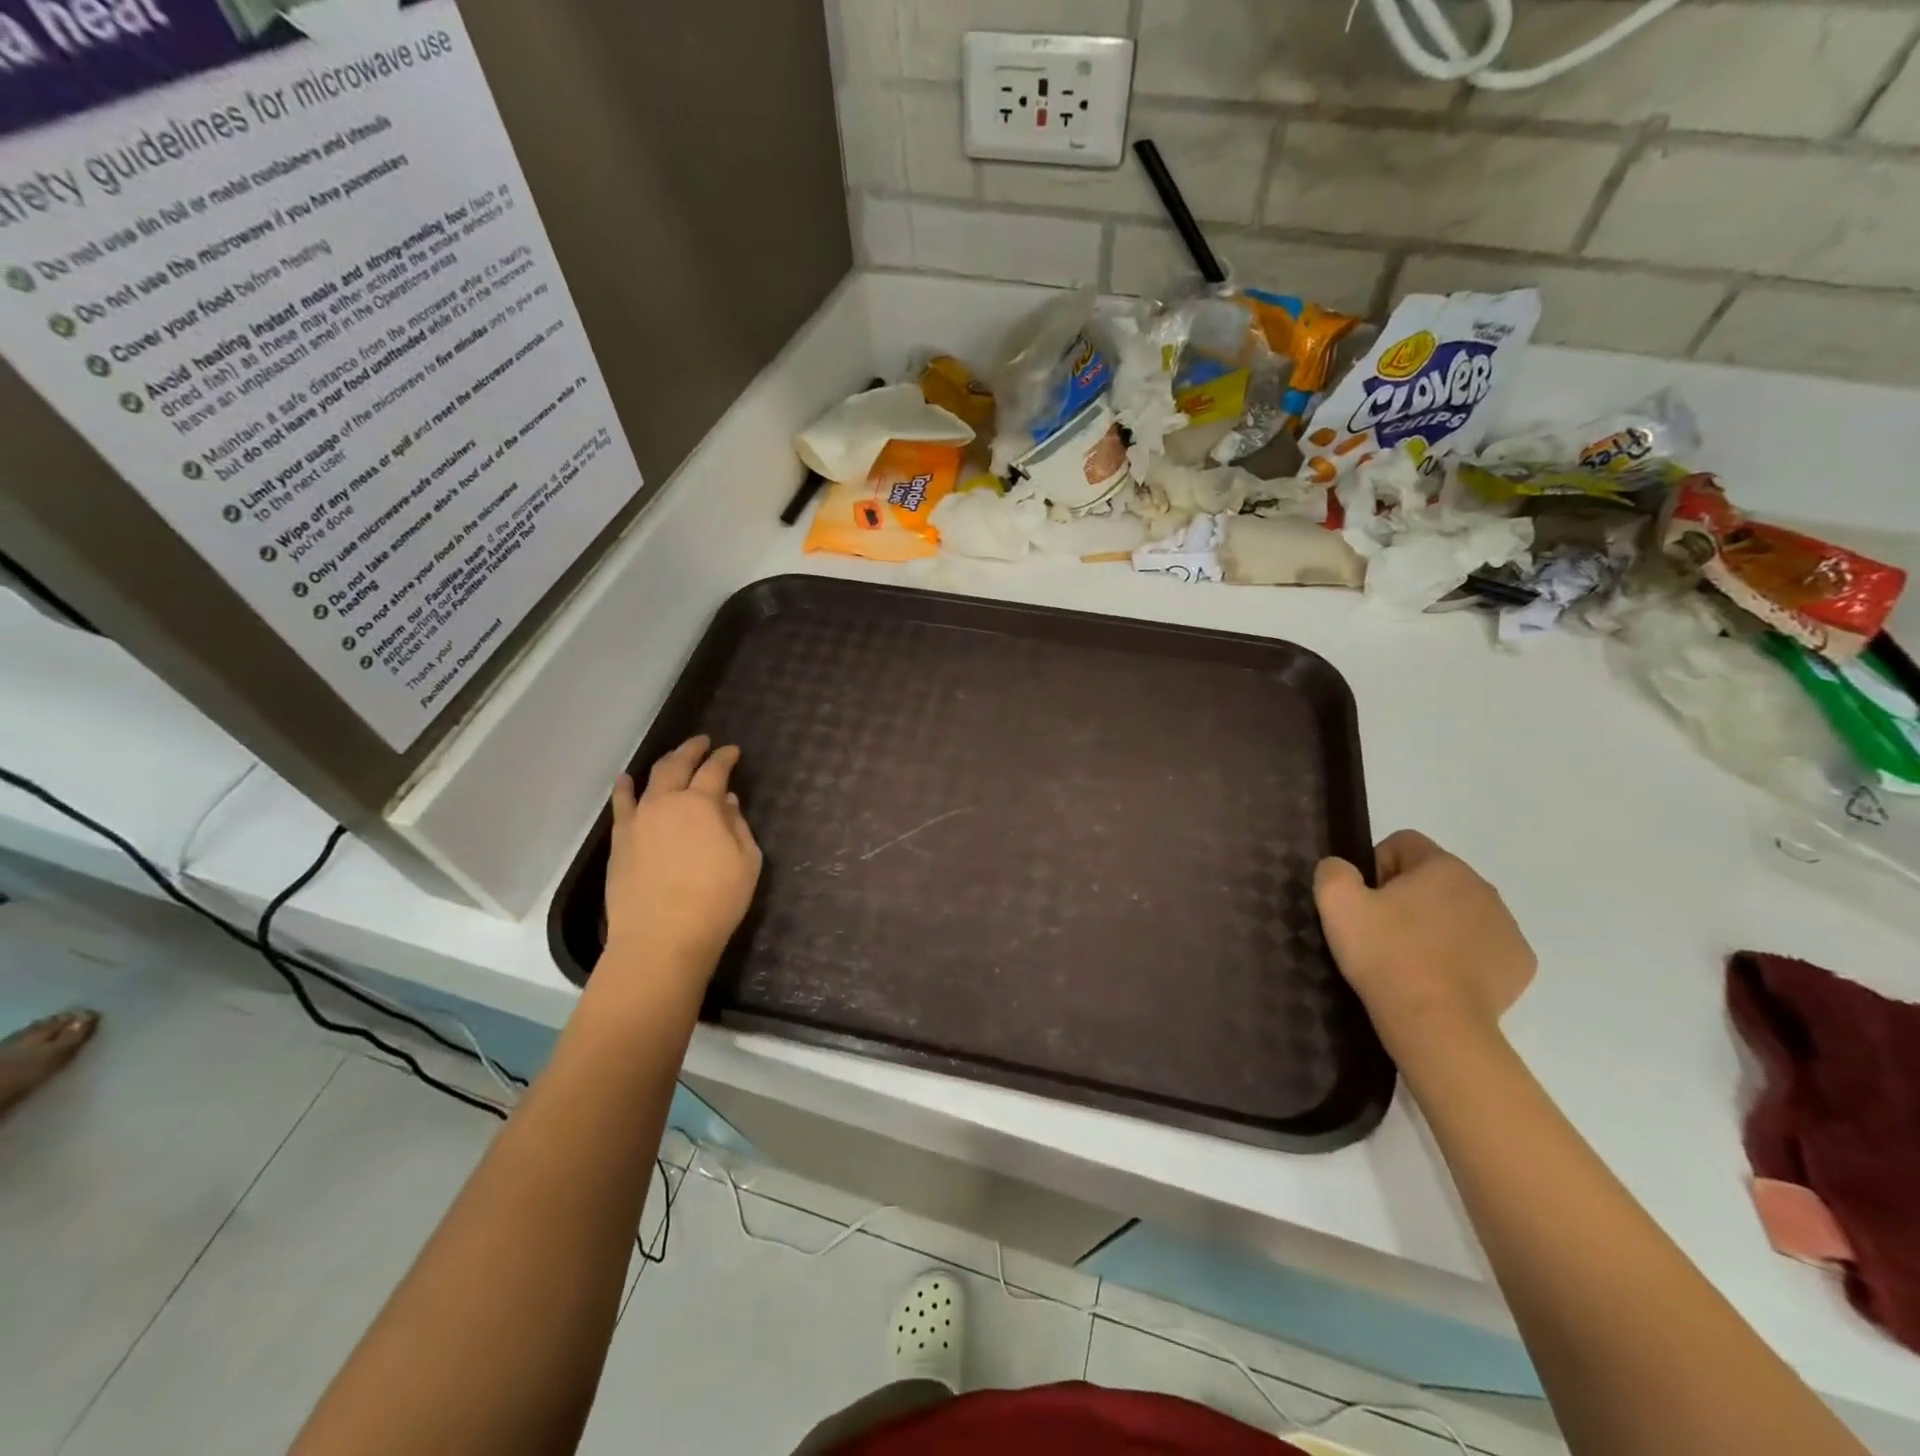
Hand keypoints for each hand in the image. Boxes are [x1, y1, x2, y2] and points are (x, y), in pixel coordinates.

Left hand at [602, 736, 761, 988]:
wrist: (661, 938)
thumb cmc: (715, 901)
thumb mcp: (746, 862)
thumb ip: (738, 827)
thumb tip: (727, 802)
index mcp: (702, 804)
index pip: (715, 770)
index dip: (725, 757)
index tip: (733, 751)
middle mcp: (667, 802)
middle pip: (678, 765)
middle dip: (692, 749)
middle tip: (703, 742)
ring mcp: (638, 819)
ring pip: (650, 779)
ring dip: (664, 763)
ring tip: (673, 758)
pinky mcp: (620, 840)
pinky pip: (621, 804)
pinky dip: (626, 788)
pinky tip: (627, 780)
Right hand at [1314, 830, 1534, 1054]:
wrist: (1435, 1024)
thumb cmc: (1385, 955)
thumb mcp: (1336, 903)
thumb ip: (1334, 870)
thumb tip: (1343, 869)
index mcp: (1444, 866)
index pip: (1403, 844)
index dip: (1376, 867)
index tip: (1366, 903)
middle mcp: (1484, 888)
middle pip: (1433, 878)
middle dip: (1407, 897)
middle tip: (1382, 932)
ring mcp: (1507, 928)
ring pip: (1459, 911)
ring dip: (1435, 924)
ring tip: (1410, 958)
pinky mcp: (1519, 965)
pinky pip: (1482, 946)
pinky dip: (1461, 955)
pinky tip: (1439, 977)